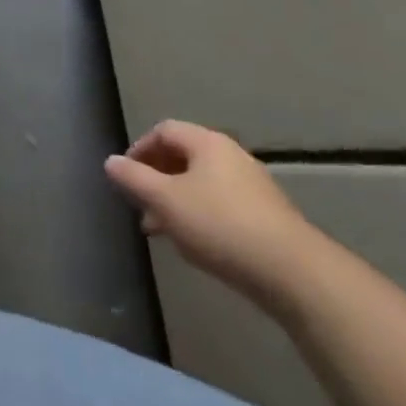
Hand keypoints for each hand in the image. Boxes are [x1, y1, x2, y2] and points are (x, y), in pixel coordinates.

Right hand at [105, 120, 326, 308]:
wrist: (295, 274)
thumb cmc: (220, 226)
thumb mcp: (165, 201)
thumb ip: (134, 178)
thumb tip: (110, 161)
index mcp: (207, 143)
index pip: (164, 131)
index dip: (139, 149)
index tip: (125, 176)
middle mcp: (232, 156)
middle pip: (184, 157)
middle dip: (156, 179)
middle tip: (140, 204)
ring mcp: (253, 187)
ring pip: (202, 185)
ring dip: (176, 201)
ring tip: (161, 230)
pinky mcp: (267, 218)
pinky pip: (222, 206)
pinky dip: (200, 217)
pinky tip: (196, 245)